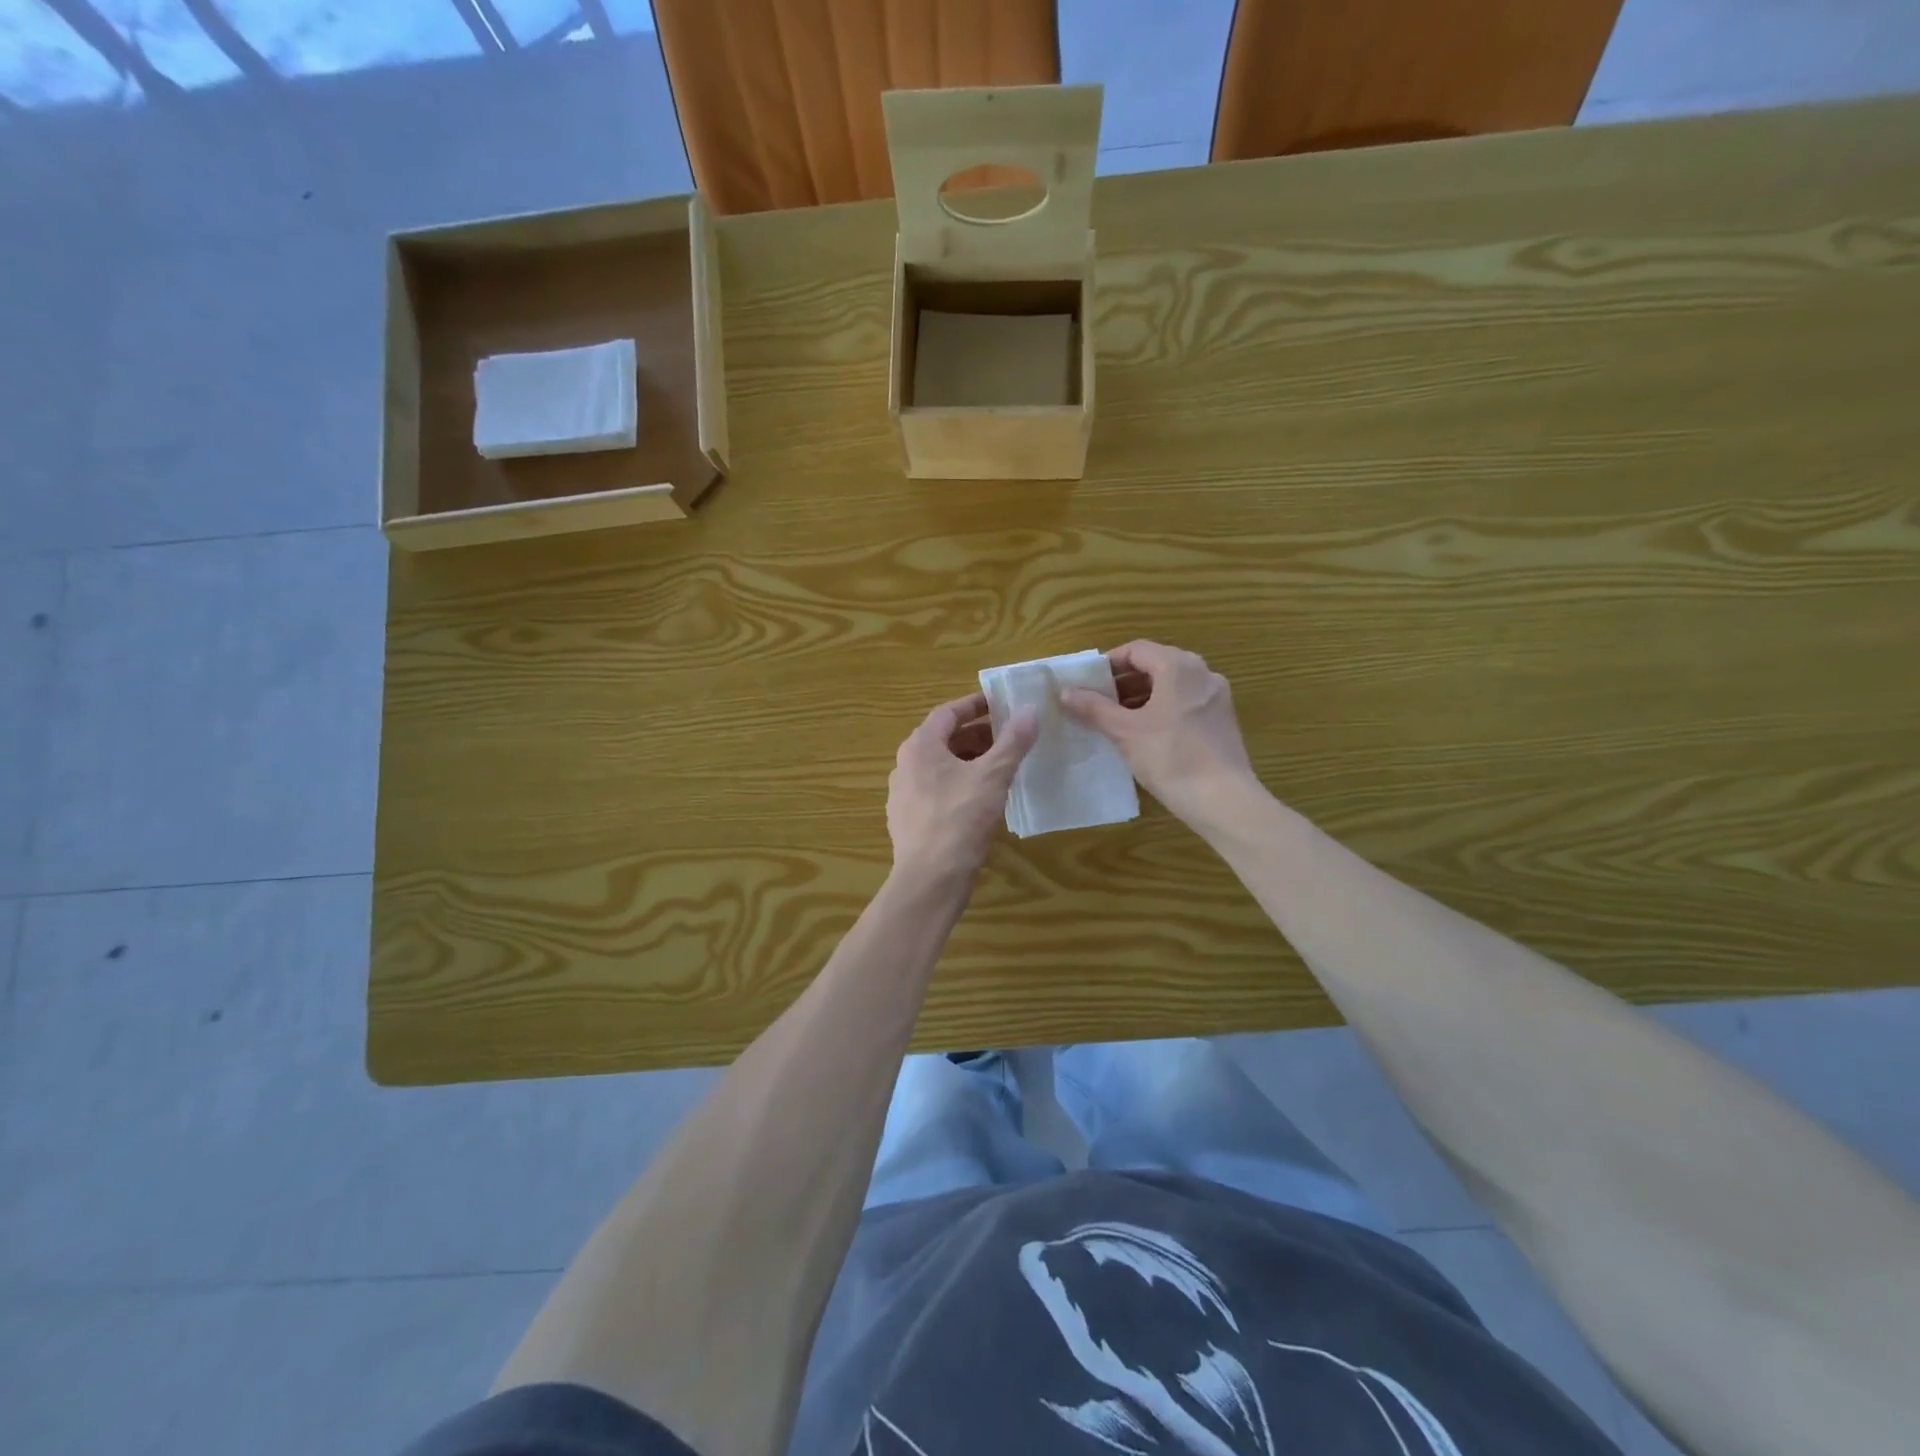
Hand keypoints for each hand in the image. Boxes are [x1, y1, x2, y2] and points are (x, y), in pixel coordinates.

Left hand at [887, 693, 1038, 880]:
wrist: (930, 878)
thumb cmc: (960, 818)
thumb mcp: (993, 775)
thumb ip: (1012, 741)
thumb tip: (1030, 710)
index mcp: (920, 746)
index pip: (947, 713)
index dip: (975, 705)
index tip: (999, 704)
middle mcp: (905, 765)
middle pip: (943, 740)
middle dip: (976, 736)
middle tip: (1007, 738)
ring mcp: (902, 795)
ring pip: (939, 767)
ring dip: (968, 761)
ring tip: (999, 767)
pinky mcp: (908, 820)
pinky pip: (935, 791)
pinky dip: (958, 785)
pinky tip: (980, 800)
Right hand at [1059, 640, 1257, 828]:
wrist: (1223, 800)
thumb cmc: (1171, 758)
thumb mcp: (1125, 732)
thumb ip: (1094, 708)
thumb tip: (1065, 692)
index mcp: (1179, 666)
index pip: (1136, 650)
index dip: (1108, 664)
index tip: (1087, 685)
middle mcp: (1202, 673)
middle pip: (1155, 665)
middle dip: (1123, 683)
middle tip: (1097, 704)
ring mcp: (1216, 697)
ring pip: (1171, 686)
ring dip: (1141, 698)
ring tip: (1115, 722)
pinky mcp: (1222, 720)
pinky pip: (1185, 703)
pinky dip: (1161, 710)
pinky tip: (1144, 735)